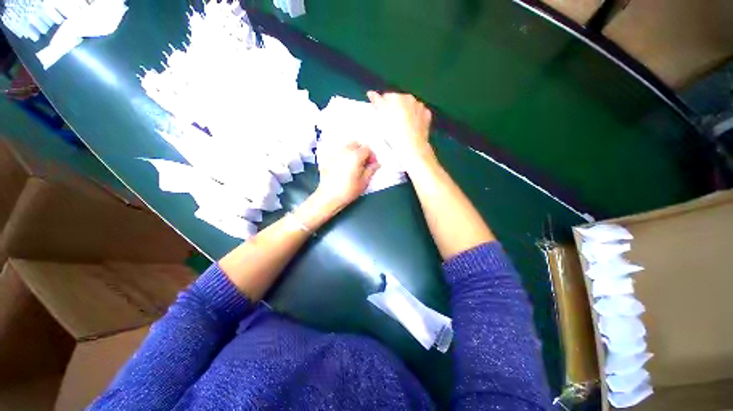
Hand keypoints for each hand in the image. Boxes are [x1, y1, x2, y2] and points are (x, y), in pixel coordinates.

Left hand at [314, 142, 379, 211]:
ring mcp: (334, 153)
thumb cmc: (348, 191)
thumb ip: (371, 170)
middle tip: (363, 163)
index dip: (372, 156)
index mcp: (355, 156)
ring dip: (352, 152)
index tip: (372, 165)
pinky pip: (337, 151)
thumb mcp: (363, 182)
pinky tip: (343, 165)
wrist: (328, 197)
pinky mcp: (327, 158)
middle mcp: (344, 151)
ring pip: (346, 146)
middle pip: (356, 144)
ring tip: (353, 164)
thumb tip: (377, 164)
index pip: (367, 149)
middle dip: (361, 151)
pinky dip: (342, 154)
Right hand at [367, 91, 434, 168]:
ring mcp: (420, 106)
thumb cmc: (393, 133)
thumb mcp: (381, 118)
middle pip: (399, 100)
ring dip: (406, 112)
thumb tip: (371, 93)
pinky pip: (419, 113)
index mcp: (396, 97)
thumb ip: (377, 103)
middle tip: (392, 123)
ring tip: (402, 126)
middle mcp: (409, 97)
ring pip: (410, 106)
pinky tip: (412, 127)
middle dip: (395, 109)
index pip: (386, 97)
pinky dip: (416, 117)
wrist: (411, 146)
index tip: (382, 117)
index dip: (383, 107)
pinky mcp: (427, 115)